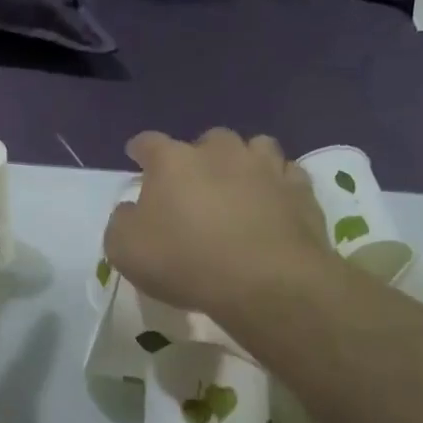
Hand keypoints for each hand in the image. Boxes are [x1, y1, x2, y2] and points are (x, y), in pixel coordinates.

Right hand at [104, 128, 333, 325]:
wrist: (266, 282)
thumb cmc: (185, 261)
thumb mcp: (125, 250)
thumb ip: (122, 222)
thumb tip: (131, 210)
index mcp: (172, 161)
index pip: (149, 143)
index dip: (140, 149)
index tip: (136, 157)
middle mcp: (219, 152)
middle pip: (206, 140)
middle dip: (199, 156)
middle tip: (194, 183)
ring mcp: (265, 167)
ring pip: (255, 147)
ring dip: (244, 162)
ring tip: (240, 185)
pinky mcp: (300, 190)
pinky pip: (287, 175)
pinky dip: (278, 184)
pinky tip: (274, 202)